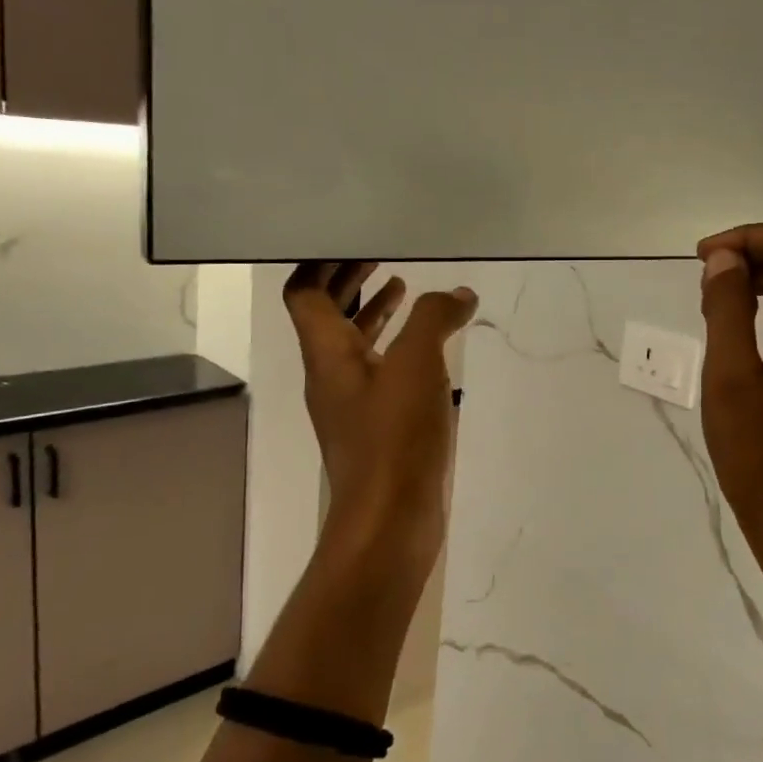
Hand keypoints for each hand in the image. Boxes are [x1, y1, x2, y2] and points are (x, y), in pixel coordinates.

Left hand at [283, 263, 477, 572]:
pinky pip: (380, 373)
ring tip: (406, 291)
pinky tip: (430, 351)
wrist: (391, 523)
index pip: (304, 294)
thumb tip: (458, 294)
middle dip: (349, 281)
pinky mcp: (376, 429)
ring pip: (355, 345)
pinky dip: (397, 349)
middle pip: (326, 316)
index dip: (320, 262)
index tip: (349, 238)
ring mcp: (352, 406)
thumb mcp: (417, 365)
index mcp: (327, 354)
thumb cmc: (395, 438)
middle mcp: (331, 376)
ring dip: (374, 314)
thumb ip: (434, 319)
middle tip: (380, 255)